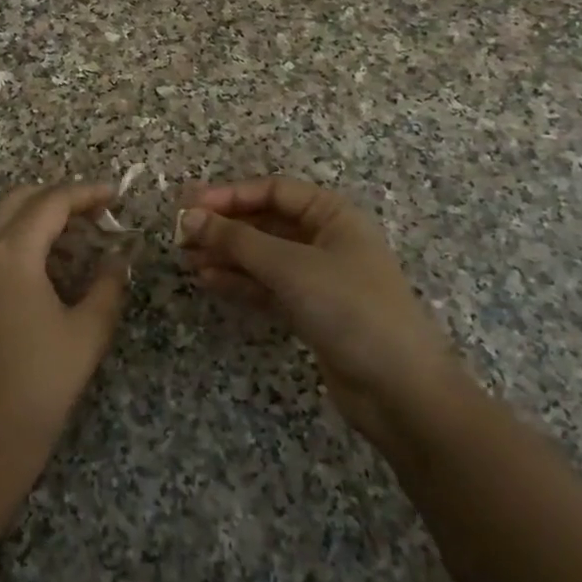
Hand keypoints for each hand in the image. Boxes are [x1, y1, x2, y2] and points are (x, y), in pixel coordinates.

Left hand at [0, 182, 129, 486]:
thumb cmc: (39, 384)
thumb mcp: (87, 333)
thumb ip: (108, 285)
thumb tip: (119, 257)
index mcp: (11, 253)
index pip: (51, 202)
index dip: (85, 193)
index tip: (113, 195)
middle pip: (18, 201)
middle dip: (56, 199)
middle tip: (92, 215)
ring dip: (33, 224)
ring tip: (70, 248)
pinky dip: (11, 248)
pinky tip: (35, 278)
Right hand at [180, 178, 467, 446]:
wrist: (400, 390)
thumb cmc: (349, 308)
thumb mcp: (289, 266)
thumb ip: (236, 240)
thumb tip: (188, 216)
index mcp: (332, 215)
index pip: (273, 191)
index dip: (230, 194)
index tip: (190, 206)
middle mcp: (327, 239)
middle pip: (266, 222)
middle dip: (224, 227)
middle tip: (181, 234)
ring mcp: (320, 277)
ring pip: (263, 255)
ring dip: (227, 255)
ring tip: (187, 259)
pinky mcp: (312, 311)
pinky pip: (268, 286)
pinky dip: (240, 282)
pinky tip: (209, 281)